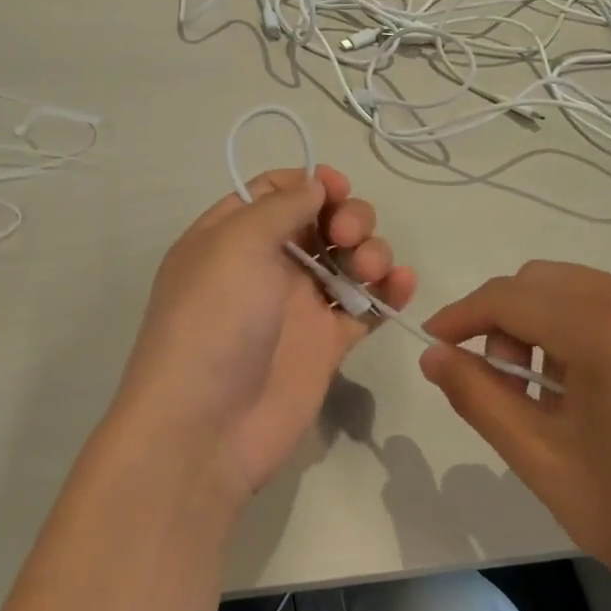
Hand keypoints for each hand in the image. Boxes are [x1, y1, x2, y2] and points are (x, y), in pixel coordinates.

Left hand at [109, 166, 415, 501]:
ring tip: (370, 269)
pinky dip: (390, 291)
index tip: (336, 188)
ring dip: (371, 250)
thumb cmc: (214, 321)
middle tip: (346, 237)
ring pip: (349, 260)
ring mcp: (299, 306)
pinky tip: (402, 285)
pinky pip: (367, 306)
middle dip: (347, 216)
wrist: (208, 426)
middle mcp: (266, 266)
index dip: (309, 183)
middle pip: (321, 221)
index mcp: (232, 236)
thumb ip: (280, 207)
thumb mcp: (234, 245)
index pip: (275, 191)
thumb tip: (313, 186)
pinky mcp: (328, 343)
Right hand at [418, 262, 610, 604]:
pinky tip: (594, 389)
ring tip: (550, 396)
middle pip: (541, 281)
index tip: (432, 347)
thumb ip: (479, 398)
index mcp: (606, 324)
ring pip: (578, 289)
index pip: (507, 296)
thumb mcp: (544, 461)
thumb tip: (434, 356)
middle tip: (503, 387)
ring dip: (542, 325)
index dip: (460, 317)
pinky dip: (583, 329)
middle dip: (503, 322)